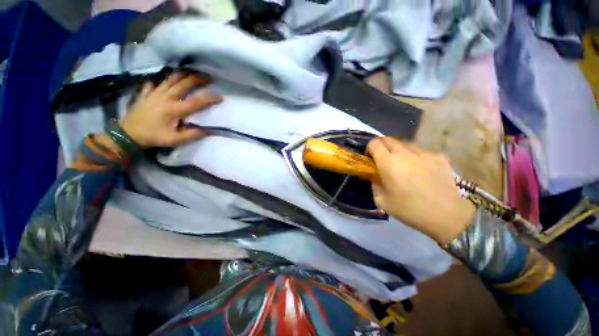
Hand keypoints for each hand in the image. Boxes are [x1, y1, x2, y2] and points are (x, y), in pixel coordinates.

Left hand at [120, 72, 221, 147]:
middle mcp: (165, 97)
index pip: (196, 102)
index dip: (209, 99)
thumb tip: (210, 130)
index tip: (220, 96)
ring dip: (181, 75)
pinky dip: (160, 80)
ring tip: (190, 71)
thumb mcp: (175, 140)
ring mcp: (154, 93)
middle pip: (183, 84)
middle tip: (207, 77)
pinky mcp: (146, 94)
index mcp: (174, 109)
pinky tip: (163, 80)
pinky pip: (154, 83)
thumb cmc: (153, 137)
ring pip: (169, 79)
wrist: (128, 134)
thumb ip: (193, 134)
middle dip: (196, 79)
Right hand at [368, 137, 474, 243]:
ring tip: (402, 165)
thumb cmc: (409, 210)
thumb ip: (374, 183)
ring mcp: (424, 153)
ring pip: (405, 144)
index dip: (369, 149)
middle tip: (383, 160)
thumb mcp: (382, 200)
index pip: (374, 143)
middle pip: (388, 139)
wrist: (447, 215)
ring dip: (398, 150)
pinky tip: (420, 170)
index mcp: (389, 163)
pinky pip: (421, 151)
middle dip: (381, 147)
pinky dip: (415, 157)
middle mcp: (405, 153)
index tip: (371, 159)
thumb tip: (376, 175)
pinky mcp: (439, 157)